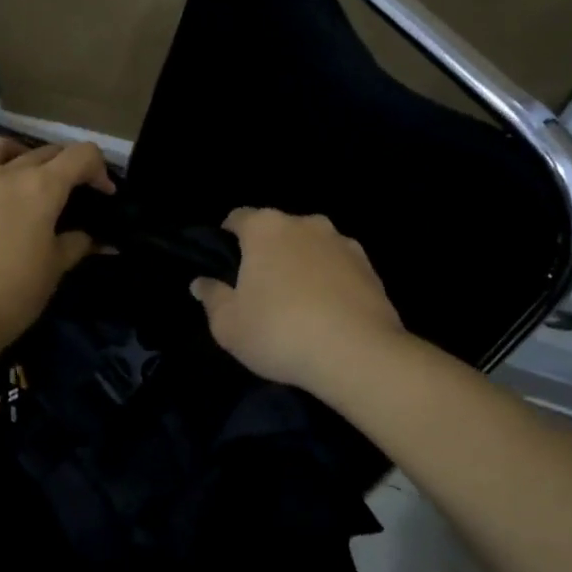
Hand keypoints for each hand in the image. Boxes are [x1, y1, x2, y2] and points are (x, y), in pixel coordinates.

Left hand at [0, 135, 113, 347]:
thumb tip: (97, 239)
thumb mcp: (54, 270)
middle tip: (64, 192)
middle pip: (42, 152)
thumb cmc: (12, 295)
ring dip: (12, 154)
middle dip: (62, 166)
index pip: (81, 155)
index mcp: (41, 188)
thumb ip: (77, 245)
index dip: (98, 169)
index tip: (102, 193)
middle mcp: (4, 173)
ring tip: (14, 174)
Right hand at [191, 208, 405, 395]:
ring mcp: (342, 242)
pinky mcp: (370, 267)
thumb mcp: (228, 325)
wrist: (358, 353)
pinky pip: (338, 267)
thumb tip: (201, 283)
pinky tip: (327, 311)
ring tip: (298, 301)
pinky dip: (330, 280)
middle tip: (260, 287)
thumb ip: (212, 298)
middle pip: (277, 230)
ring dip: (301, 264)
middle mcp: (305, 223)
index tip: (226, 263)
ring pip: (311, 246)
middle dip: (268, 251)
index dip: (228, 237)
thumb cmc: (279, 332)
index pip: (238, 218)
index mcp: (265, 228)